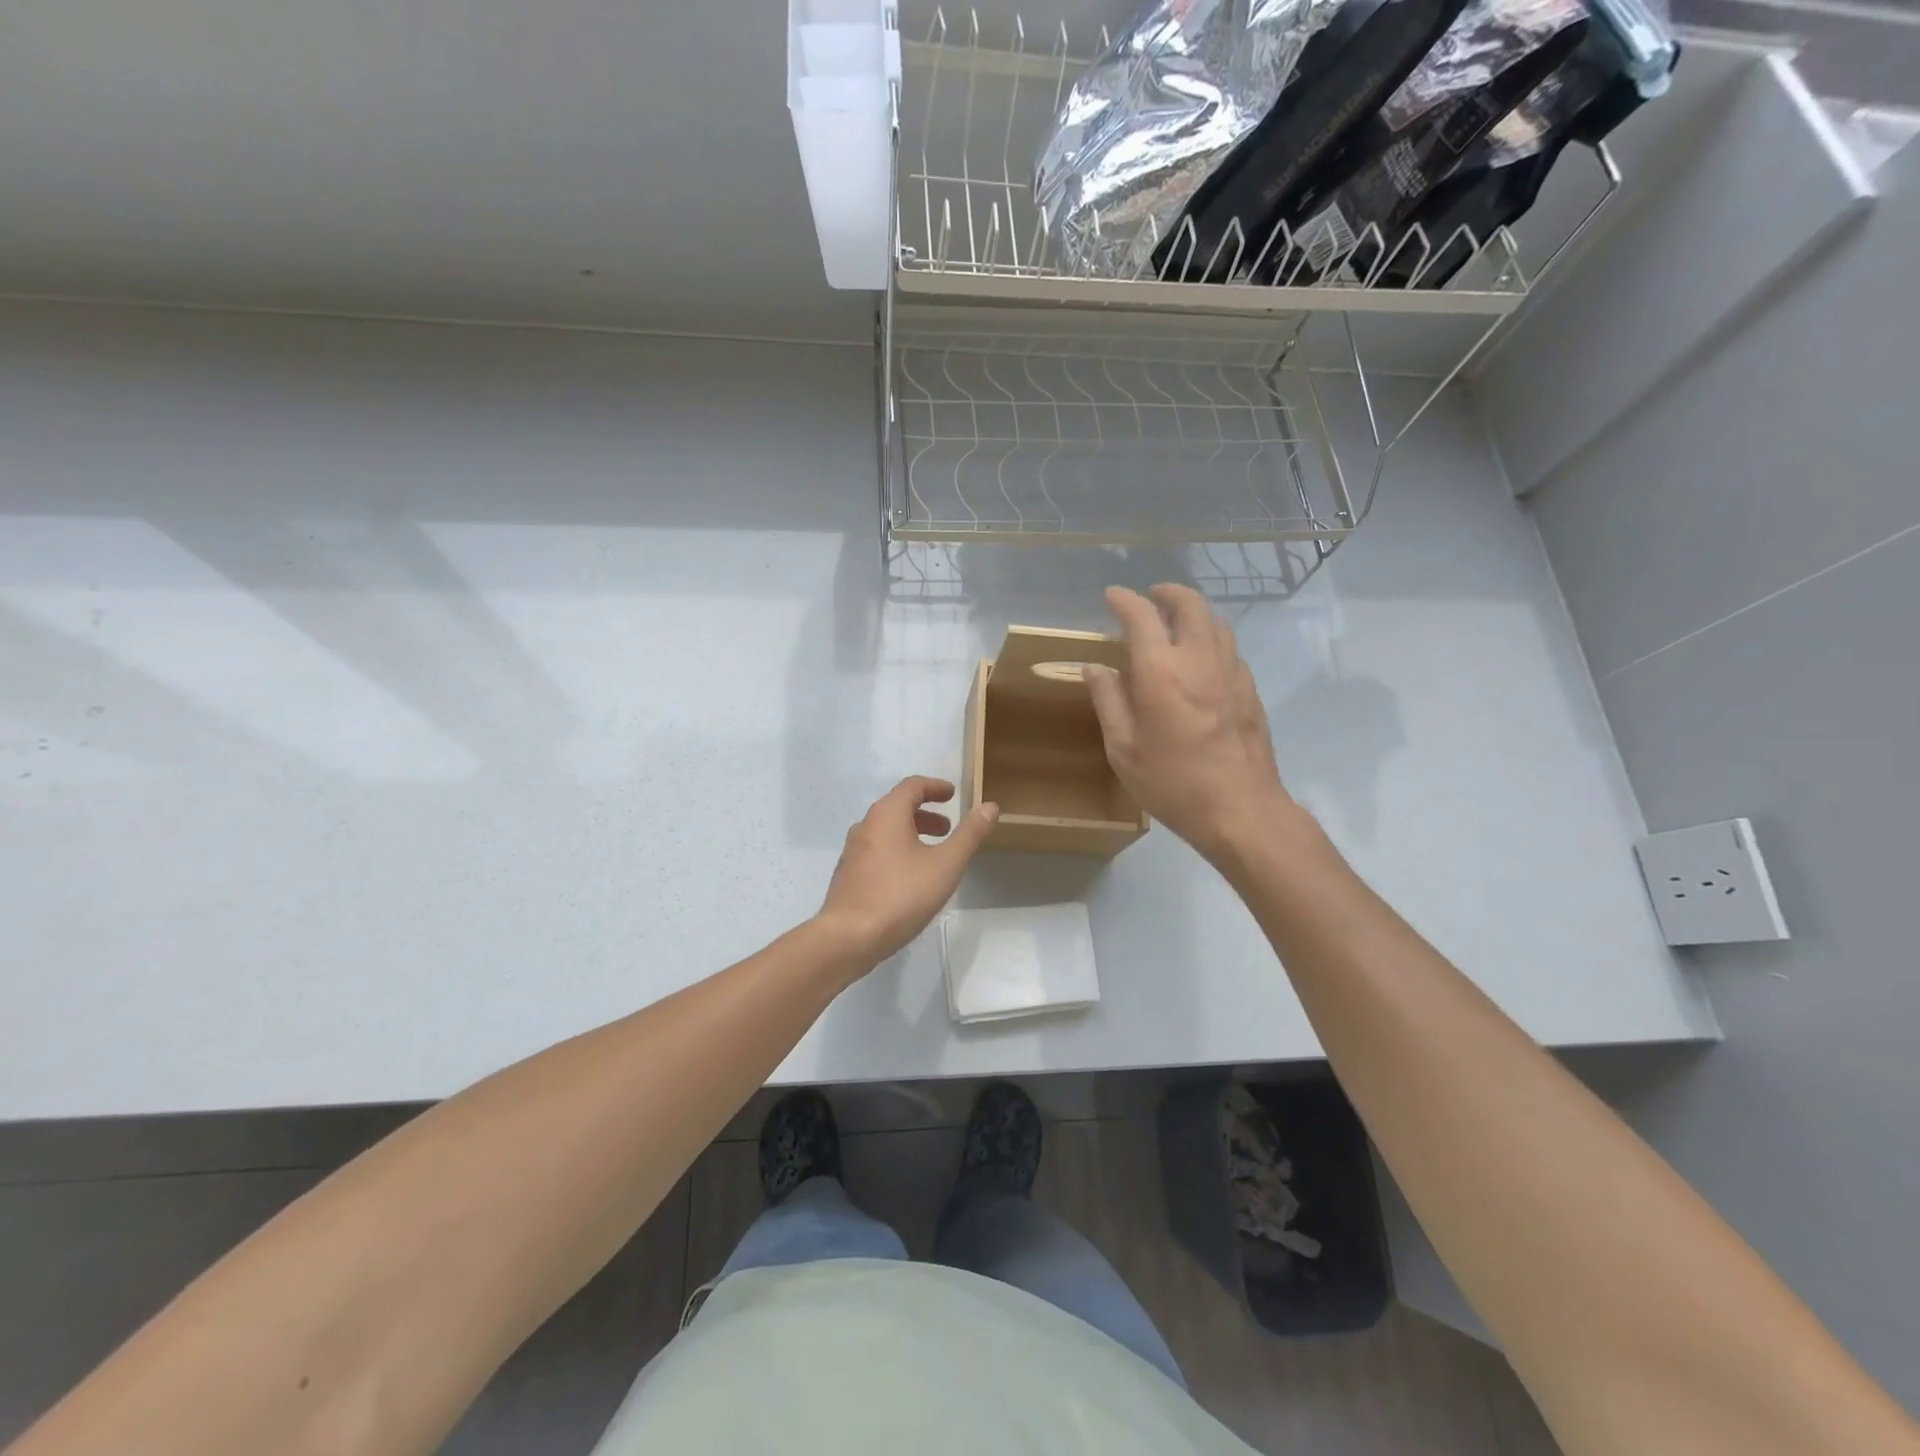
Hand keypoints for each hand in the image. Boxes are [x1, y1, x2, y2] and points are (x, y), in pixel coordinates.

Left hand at [817, 776, 998, 967]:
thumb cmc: (901, 895)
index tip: (952, 794)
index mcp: (887, 814)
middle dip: (925, 813)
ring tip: (933, 855)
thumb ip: (969, 834)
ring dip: (911, 834)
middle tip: (947, 829)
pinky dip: (897, 851)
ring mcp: (853, 851)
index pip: (912, 786)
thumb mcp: (946, 865)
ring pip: (886, 831)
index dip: (935, 787)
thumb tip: (990, 806)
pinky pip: (877, 851)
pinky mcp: (848, 875)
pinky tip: (909, 878)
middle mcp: (866, 825)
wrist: (849, 938)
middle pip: (897, 807)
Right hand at [1084, 584, 1292, 862]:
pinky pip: (1229, 647)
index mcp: (1161, 670)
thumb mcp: (1123, 748)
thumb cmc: (1173, 782)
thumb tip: (1095, 668)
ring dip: (1192, 612)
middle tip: (1149, 598)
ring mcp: (1231, 671)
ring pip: (1215, 621)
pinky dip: (1210, 637)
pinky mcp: (1250, 689)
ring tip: (1174, 624)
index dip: (1124, 600)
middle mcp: (1200, 658)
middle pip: (1189, 604)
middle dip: (1167, 593)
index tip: (1111, 596)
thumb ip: (1108, 701)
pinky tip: (1199, 660)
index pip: (1141, 615)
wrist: (1241, 809)